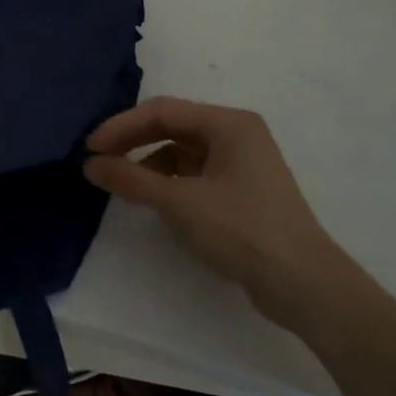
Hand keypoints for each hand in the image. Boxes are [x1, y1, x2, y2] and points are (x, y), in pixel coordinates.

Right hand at [84, 97, 350, 331]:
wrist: (305, 285)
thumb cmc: (243, 230)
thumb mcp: (180, 202)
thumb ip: (131, 178)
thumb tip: (90, 164)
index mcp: (229, 123)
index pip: (162, 111)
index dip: (121, 126)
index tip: (90, 148)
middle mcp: (237, 134)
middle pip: (172, 127)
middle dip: (133, 142)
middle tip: (99, 161)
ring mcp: (242, 163)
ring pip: (181, 151)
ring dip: (149, 164)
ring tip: (123, 185)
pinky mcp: (242, 191)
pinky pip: (194, 173)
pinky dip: (169, 182)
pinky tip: (154, 201)